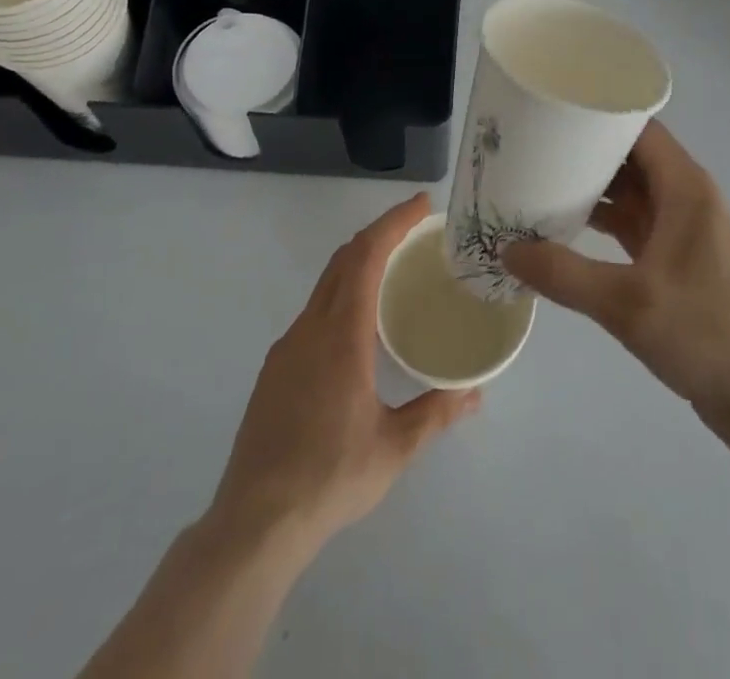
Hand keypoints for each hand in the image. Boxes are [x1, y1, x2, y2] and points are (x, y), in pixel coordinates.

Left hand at [211, 193, 480, 551]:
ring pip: (325, 284)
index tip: (421, 205)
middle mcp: (310, 328)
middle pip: (344, 259)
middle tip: (415, 228)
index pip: (366, 256)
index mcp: (341, 335)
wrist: (253, 524)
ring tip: (394, 269)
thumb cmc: (329, 478)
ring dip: (359, 262)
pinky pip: (313, 311)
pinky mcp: (275, 369)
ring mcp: (287, 347)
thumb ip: (436, 413)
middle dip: (379, 233)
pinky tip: (358, 326)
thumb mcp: (394, 448)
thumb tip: (475, 393)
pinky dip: (341, 293)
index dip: (393, 222)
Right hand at [502, 121, 729, 432]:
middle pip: (630, 158)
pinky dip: (602, 224)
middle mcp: (686, 198)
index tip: (551, 112)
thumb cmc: (707, 333)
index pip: (638, 128)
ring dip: (591, 190)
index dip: (598, 115)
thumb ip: (564, 275)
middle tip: (531, 148)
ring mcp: (683, 231)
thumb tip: (506, 250)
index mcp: (685, 187)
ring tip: (537, 183)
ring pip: (631, 193)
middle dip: (584, 153)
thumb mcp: (628, 303)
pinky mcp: (679, 262)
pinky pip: (634, 226)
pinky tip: (564, 231)